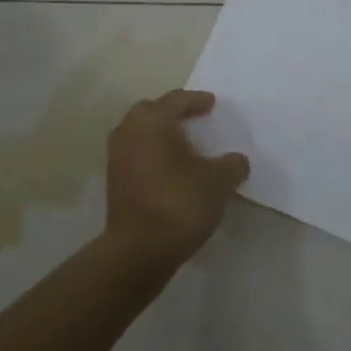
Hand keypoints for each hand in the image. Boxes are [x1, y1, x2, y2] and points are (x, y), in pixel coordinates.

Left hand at [104, 90, 248, 268]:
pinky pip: (136, 155)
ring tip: (183, 145)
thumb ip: (231, 165)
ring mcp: (116, 157)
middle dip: (172, 113)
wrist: (139, 250)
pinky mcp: (113, 182)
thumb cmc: (179, 203)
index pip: (176, 100)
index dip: (197, 100)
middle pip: (151, 112)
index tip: (212, 104)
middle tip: (194, 119)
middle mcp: (129, 131)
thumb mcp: (218, 182)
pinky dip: (152, 154)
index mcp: (152, 121)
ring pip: (140, 134)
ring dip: (160, 135)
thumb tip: (236, 161)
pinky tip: (170, 169)